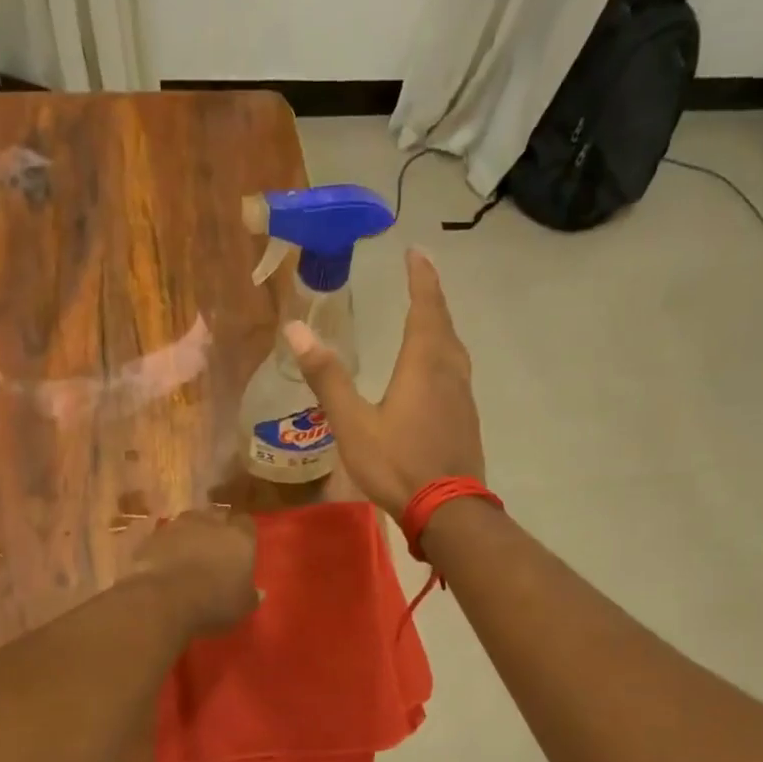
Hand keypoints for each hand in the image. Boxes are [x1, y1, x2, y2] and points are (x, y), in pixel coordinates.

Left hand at [130, 508, 259, 637]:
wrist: (164, 598)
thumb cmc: (214, 601)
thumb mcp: (242, 606)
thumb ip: (251, 596)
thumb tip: (259, 592)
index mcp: (239, 536)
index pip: (247, 524)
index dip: (244, 535)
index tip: (241, 550)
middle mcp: (210, 522)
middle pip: (217, 517)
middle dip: (216, 530)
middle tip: (215, 551)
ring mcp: (179, 525)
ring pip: (189, 523)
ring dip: (190, 535)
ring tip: (188, 555)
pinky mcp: (153, 536)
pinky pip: (165, 536)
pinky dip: (167, 546)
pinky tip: (166, 563)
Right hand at [285, 248, 483, 515]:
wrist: (448, 509)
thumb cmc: (397, 464)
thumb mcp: (353, 423)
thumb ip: (327, 377)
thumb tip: (295, 328)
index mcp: (423, 364)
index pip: (425, 308)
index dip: (421, 278)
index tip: (417, 251)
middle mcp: (449, 372)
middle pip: (443, 325)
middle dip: (432, 298)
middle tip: (422, 276)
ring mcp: (463, 398)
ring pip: (455, 350)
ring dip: (441, 328)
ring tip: (428, 319)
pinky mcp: (467, 421)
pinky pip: (457, 374)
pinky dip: (445, 357)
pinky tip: (436, 373)